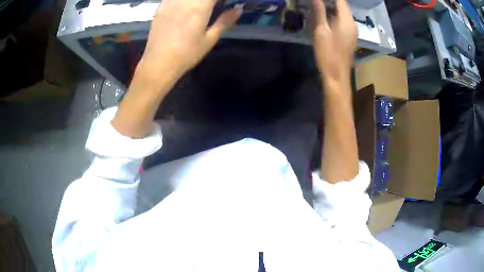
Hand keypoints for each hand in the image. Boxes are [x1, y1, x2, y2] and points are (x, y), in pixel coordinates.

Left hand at [140, 0, 240, 79]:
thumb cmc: (187, 54)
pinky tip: (183, 7)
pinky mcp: (160, 7)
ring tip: (197, 8)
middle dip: (208, 0)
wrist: (159, 63)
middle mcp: (184, 0)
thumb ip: (224, 21)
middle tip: (212, 7)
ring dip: (195, 1)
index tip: (223, 4)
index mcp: (199, 7)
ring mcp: (170, 2)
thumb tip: (238, 10)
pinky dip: (182, 0)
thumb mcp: (209, 40)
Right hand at [311, 0, 356, 81]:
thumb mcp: (321, 31)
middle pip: (342, 5)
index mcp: (346, 20)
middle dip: (330, 1)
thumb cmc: (328, 53)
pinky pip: (342, 20)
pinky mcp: (349, 36)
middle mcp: (352, 23)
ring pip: (342, 12)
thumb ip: (319, 11)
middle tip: (316, 2)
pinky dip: (333, 15)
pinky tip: (323, 16)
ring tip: (317, 5)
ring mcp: (352, 30)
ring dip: (331, 7)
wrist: (337, 76)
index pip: (340, 0)